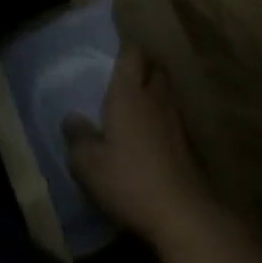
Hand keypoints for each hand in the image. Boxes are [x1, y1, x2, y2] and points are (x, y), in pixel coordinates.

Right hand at [63, 49, 217, 244]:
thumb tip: (72, 118)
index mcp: (129, 94)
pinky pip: (173, 118)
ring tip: (136, 108)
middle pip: (154, 68)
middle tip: (125, 80)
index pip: (132, 54)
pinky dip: (162, 120)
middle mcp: (155, 98)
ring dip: (153, 94)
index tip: (114, 55)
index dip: (125, 50)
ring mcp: (177, 120)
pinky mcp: (189, 144)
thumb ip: (77, 137)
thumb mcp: (87, 164)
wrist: (181, 212)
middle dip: (142, 68)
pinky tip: (152, 139)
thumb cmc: (128, 180)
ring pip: (165, 93)